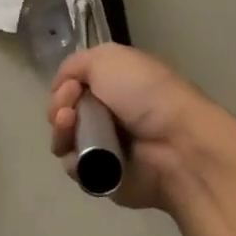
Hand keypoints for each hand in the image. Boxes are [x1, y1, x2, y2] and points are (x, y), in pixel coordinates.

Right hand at [47, 45, 235, 211]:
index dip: (64, 85)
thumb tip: (62, 86)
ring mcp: (106, 147)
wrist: (176, 144)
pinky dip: (74, 161)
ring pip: (65, 140)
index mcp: (115, 85)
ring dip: (61, 132)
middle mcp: (109, 114)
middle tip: (68, 111)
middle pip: (64, 112)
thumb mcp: (108, 57)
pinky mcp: (105, 178)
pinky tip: (84, 155)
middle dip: (59, 108)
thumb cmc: (145, 93)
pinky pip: (76, 169)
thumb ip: (75, 64)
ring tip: (70, 128)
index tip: (71, 87)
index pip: (74, 85)